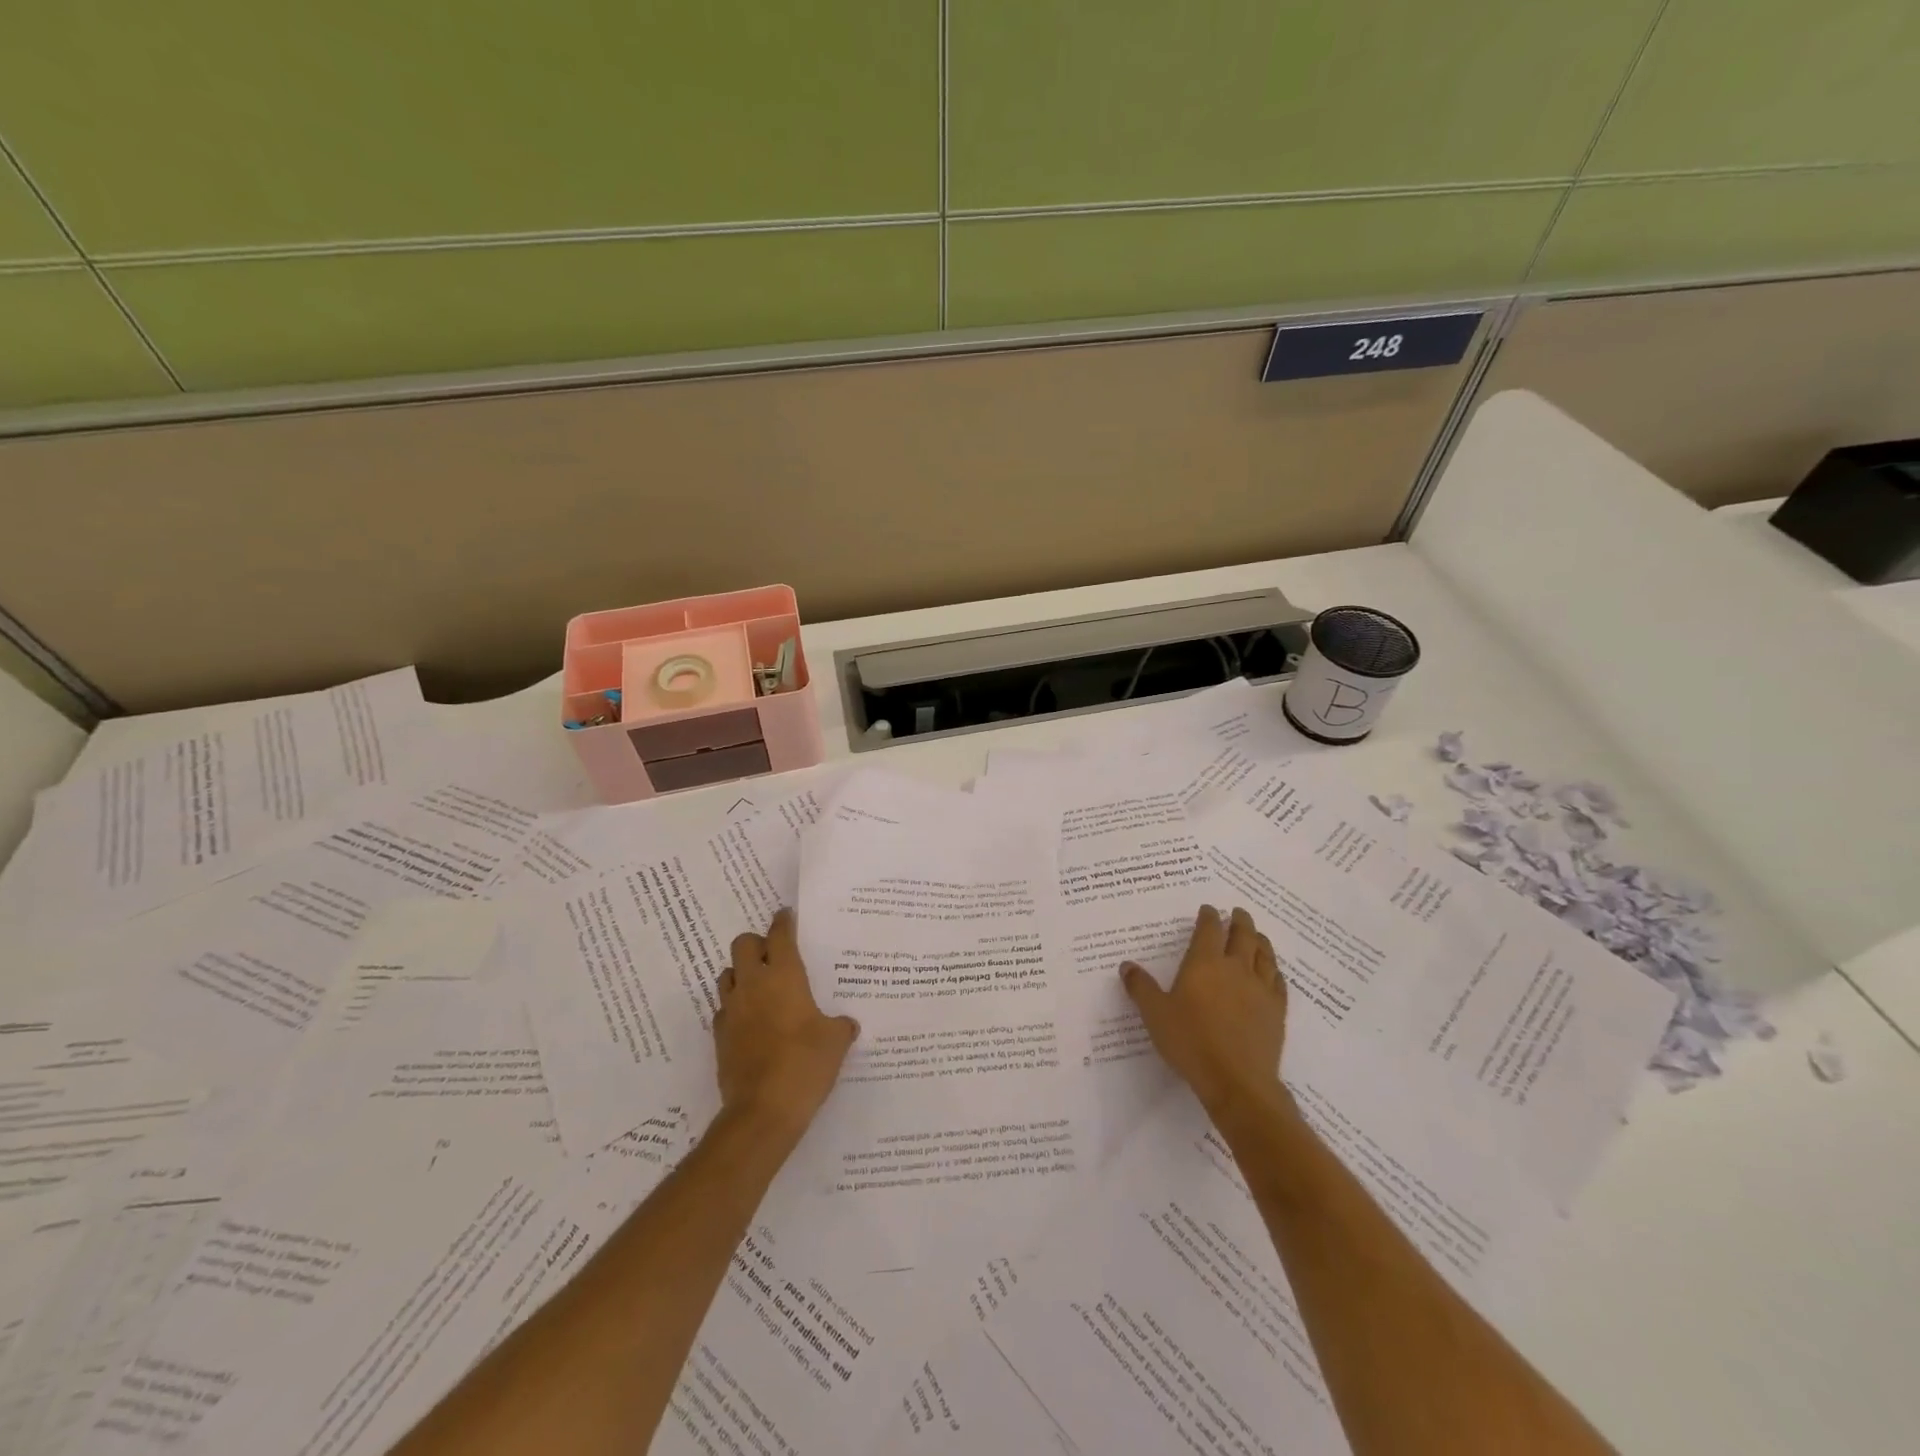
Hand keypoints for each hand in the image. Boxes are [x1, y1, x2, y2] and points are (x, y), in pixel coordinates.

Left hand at [714, 909, 858, 1140]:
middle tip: (773, 955)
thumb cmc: (805, 1064)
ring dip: (740, 973)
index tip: (786, 915)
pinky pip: (723, 1008)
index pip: (779, 935)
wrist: (762, 1111)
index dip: (784, 922)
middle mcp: (753, 984)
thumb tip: (845, 1023)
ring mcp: (731, 1009)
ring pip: (726, 974)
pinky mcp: (719, 1036)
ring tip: (759, 986)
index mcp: (784, 976)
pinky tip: (750, 1021)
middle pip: (743, 944)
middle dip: (756, 944)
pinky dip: (735, 1007)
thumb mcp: (835, 1042)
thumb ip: (840, 1026)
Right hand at [1121, 905, 1287, 1119]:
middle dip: (1239, 921)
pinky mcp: (1276, 1011)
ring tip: (1257, 935)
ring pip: (1264, 954)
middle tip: (1238, 913)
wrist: (1236, 1081)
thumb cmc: (1191, 1042)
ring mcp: (1260, 989)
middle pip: (1242, 935)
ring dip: (1260, 940)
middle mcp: (1235, 968)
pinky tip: (1272, 972)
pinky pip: (1278, 981)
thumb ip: (1141, 987)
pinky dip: (1274, 970)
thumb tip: (1127, 965)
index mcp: (1205, 963)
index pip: (1209, 929)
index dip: (1209, 916)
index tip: (1208, 909)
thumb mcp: (1155, 1014)